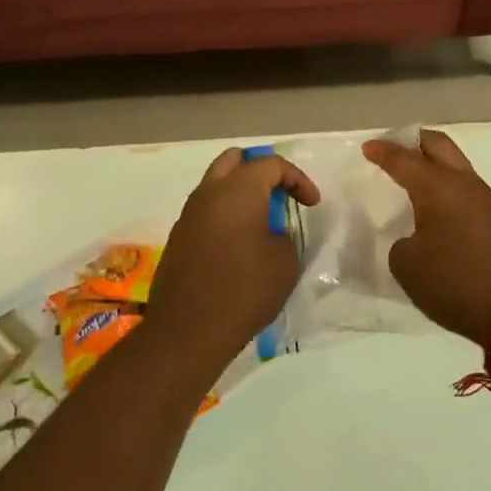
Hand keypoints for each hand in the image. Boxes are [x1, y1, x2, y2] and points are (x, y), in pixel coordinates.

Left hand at [145, 148, 320, 354]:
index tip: (312, 204)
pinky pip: (206, 210)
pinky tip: (239, 242)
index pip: (271, 164)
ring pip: (216, 184)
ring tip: (262, 219)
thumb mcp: (284, 262)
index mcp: (238, 190)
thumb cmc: (245, 291)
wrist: (188, 330)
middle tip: (280, 194)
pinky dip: (225, 213)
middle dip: (261, 170)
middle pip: (235, 160)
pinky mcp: (179, 237)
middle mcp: (209, 192)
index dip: (298, 179)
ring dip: (241, 192)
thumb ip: (283, 234)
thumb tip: (270, 231)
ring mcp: (189, 214)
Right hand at [362, 130, 490, 344]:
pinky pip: (468, 191)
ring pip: (457, 167)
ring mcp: (488, 201)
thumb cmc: (455, 283)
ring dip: (435, 165)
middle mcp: (465, 185)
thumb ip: (401, 243)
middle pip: (439, 146)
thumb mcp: (407, 265)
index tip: (368, 148)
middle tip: (395, 147)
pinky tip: (438, 209)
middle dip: (415, 141)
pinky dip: (449, 189)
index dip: (383, 151)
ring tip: (413, 180)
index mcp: (437, 188)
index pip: (404, 159)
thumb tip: (415, 238)